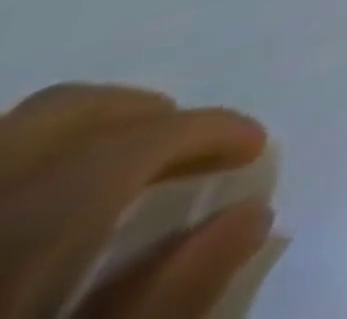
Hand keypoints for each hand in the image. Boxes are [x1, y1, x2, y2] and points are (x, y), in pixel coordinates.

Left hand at [0, 83, 270, 318]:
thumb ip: (163, 305)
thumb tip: (252, 211)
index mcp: (14, 247)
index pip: (127, 148)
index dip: (208, 132)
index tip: (254, 149)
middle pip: (56, 116)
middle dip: (142, 115)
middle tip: (193, 149)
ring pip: (4, 134)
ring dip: (79, 134)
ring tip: (120, 172)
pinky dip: (21, 166)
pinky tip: (34, 206)